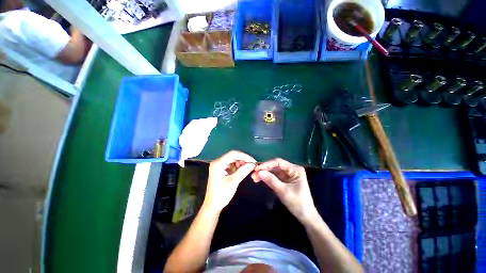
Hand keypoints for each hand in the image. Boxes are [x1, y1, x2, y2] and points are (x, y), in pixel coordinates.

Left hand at [202, 150, 255, 213]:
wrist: (213, 206)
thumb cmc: (221, 194)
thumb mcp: (233, 182)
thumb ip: (243, 171)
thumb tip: (253, 164)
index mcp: (218, 163)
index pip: (233, 154)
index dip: (244, 156)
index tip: (253, 161)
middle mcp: (218, 162)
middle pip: (233, 156)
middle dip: (243, 159)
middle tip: (252, 165)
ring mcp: (220, 166)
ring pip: (233, 160)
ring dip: (241, 163)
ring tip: (248, 168)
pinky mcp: (222, 170)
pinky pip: (232, 165)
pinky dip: (238, 167)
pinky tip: (243, 170)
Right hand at [252, 158, 317, 223]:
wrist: (305, 217)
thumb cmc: (298, 203)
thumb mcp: (283, 191)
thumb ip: (271, 180)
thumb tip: (259, 172)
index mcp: (295, 169)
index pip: (279, 162)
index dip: (267, 164)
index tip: (257, 168)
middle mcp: (291, 169)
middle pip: (275, 166)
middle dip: (264, 169)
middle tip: (253, 174)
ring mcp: (287, 175)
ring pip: (273, 171)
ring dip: (264, 173)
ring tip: (254, 178)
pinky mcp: (284, 180)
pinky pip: (274, 176)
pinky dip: (267, 177)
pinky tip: (259, 179)